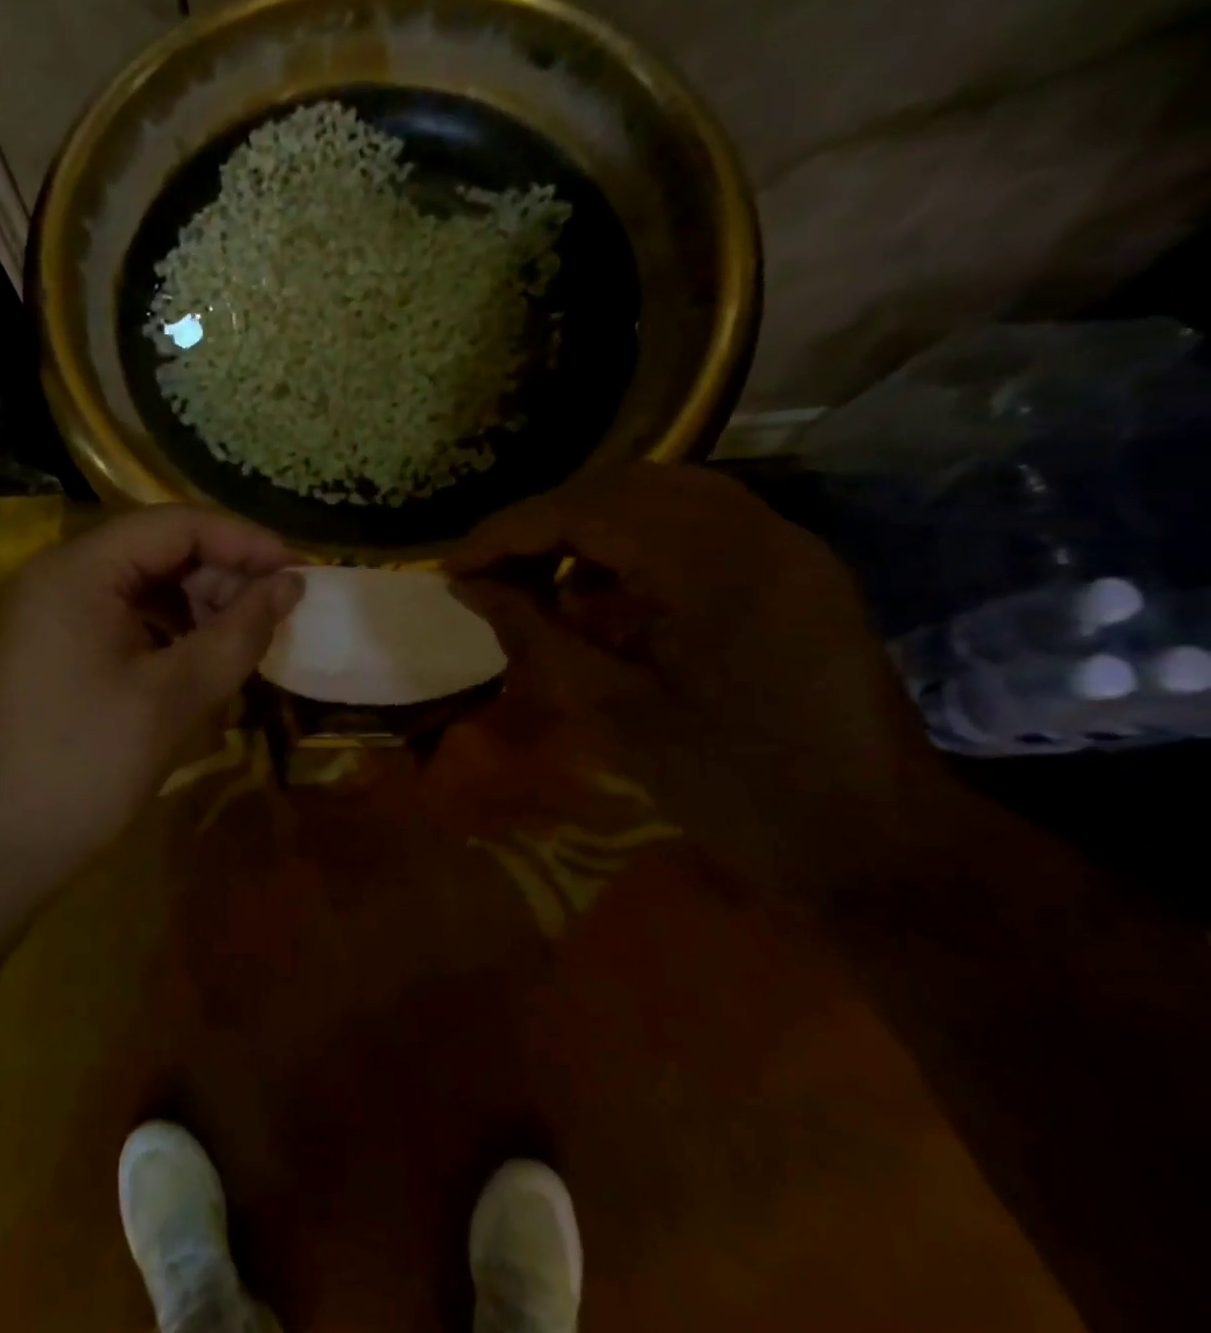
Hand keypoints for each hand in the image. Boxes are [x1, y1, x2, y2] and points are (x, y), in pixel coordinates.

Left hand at [0, 506, 301, 875]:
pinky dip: (164, 632)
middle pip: (156, 550)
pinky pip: (118, 619)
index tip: (297, 573)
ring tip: (235, 648)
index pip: (176, 524)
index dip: (244, 541)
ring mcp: (46, 613)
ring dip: (195, 607)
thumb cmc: (81, 766)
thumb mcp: (172, 698)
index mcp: (78, 570)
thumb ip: (238, 633)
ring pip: (139, 586)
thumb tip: (291, 585)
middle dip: (220, 577)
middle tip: (268, 622)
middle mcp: (56, 575)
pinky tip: (192, 666)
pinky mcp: (48, 649)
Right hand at [446, 463, 942, 887]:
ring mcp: (787, 544)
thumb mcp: (615, 714)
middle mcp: (758, 531)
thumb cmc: (737, 790)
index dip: (507, 532)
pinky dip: (636, 542)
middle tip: (490, 572)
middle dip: (543, 523)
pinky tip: (605, 592)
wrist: (878, 847)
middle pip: (622, 485)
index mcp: (715, 566)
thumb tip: (469, 588)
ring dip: (588, 526)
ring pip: (662, 494)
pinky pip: (699, 523)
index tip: (452, 568)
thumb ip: (534, 635)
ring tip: (539, 578)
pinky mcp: (796, 568)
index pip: (585, 510)